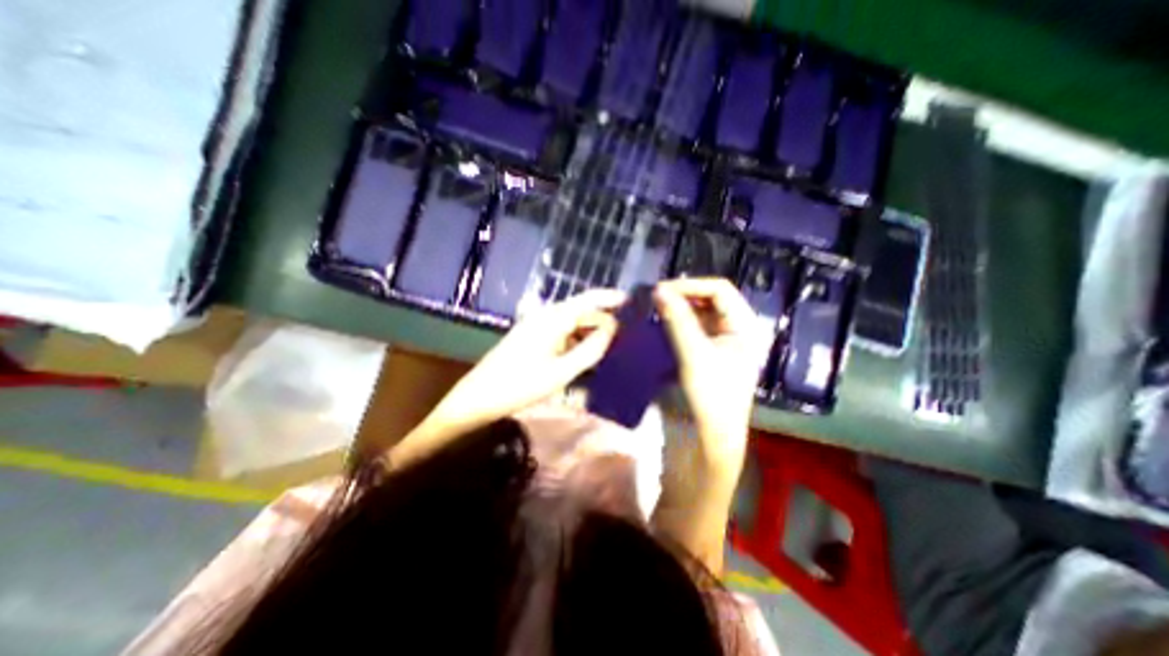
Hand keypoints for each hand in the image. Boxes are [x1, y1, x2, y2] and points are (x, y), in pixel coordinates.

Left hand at [427, 288, 631, 434]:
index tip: (633, 301)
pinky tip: (588, 355)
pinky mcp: (534, 339)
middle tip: (628, 337)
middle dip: (604, 322)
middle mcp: (546, 317)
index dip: (611, 298)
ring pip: (573, 324)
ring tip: (613, 348)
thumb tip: (612, 330)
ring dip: (591, 333)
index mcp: (552, 319)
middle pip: (582, 312)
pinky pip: (563, 334)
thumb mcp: (561, 372)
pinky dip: (578, 342)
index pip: (588, 299)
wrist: (479, 398)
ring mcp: (538, 327)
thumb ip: (590, 350)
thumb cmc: (520, 385)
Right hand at [654, 276, 773, 481]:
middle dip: (680, 296)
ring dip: (672, 310)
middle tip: (652, 298)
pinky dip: (668, 324)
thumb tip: (658, 289)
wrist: (704, 442)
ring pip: (693, 315)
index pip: (719, 290)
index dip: (691, 285)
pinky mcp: (698, 355)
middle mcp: (731, 331)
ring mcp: (714, 343)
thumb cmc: (710, 399)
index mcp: (744, 327)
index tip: (661, 290)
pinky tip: (652, 325)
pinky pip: (684, 330)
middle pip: (706, 300)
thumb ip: (678, 320)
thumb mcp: (695, 355)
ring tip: (650, 308)